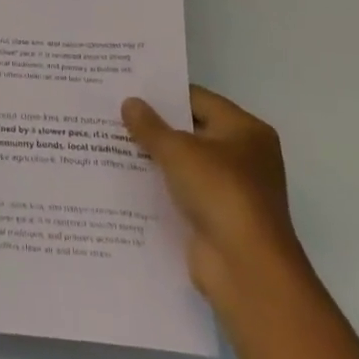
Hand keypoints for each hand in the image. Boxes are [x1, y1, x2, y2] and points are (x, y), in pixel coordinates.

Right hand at [123, 86, 300, 306]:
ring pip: (185, 164)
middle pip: (192, 131)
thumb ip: (150, 126)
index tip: (128, 89)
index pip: (198, 99)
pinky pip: (183, 193)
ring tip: (111, 143)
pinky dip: (161, 188)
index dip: (164, 94)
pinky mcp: (217, 219)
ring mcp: (232, 190)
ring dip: (155, 159)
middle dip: (156, 126)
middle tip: (114, 114)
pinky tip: (126, 181)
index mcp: (245, 130)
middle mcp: (245, 156)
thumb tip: (129, 102)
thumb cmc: (220, 192)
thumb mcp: (178, 151)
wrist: (246, 268)